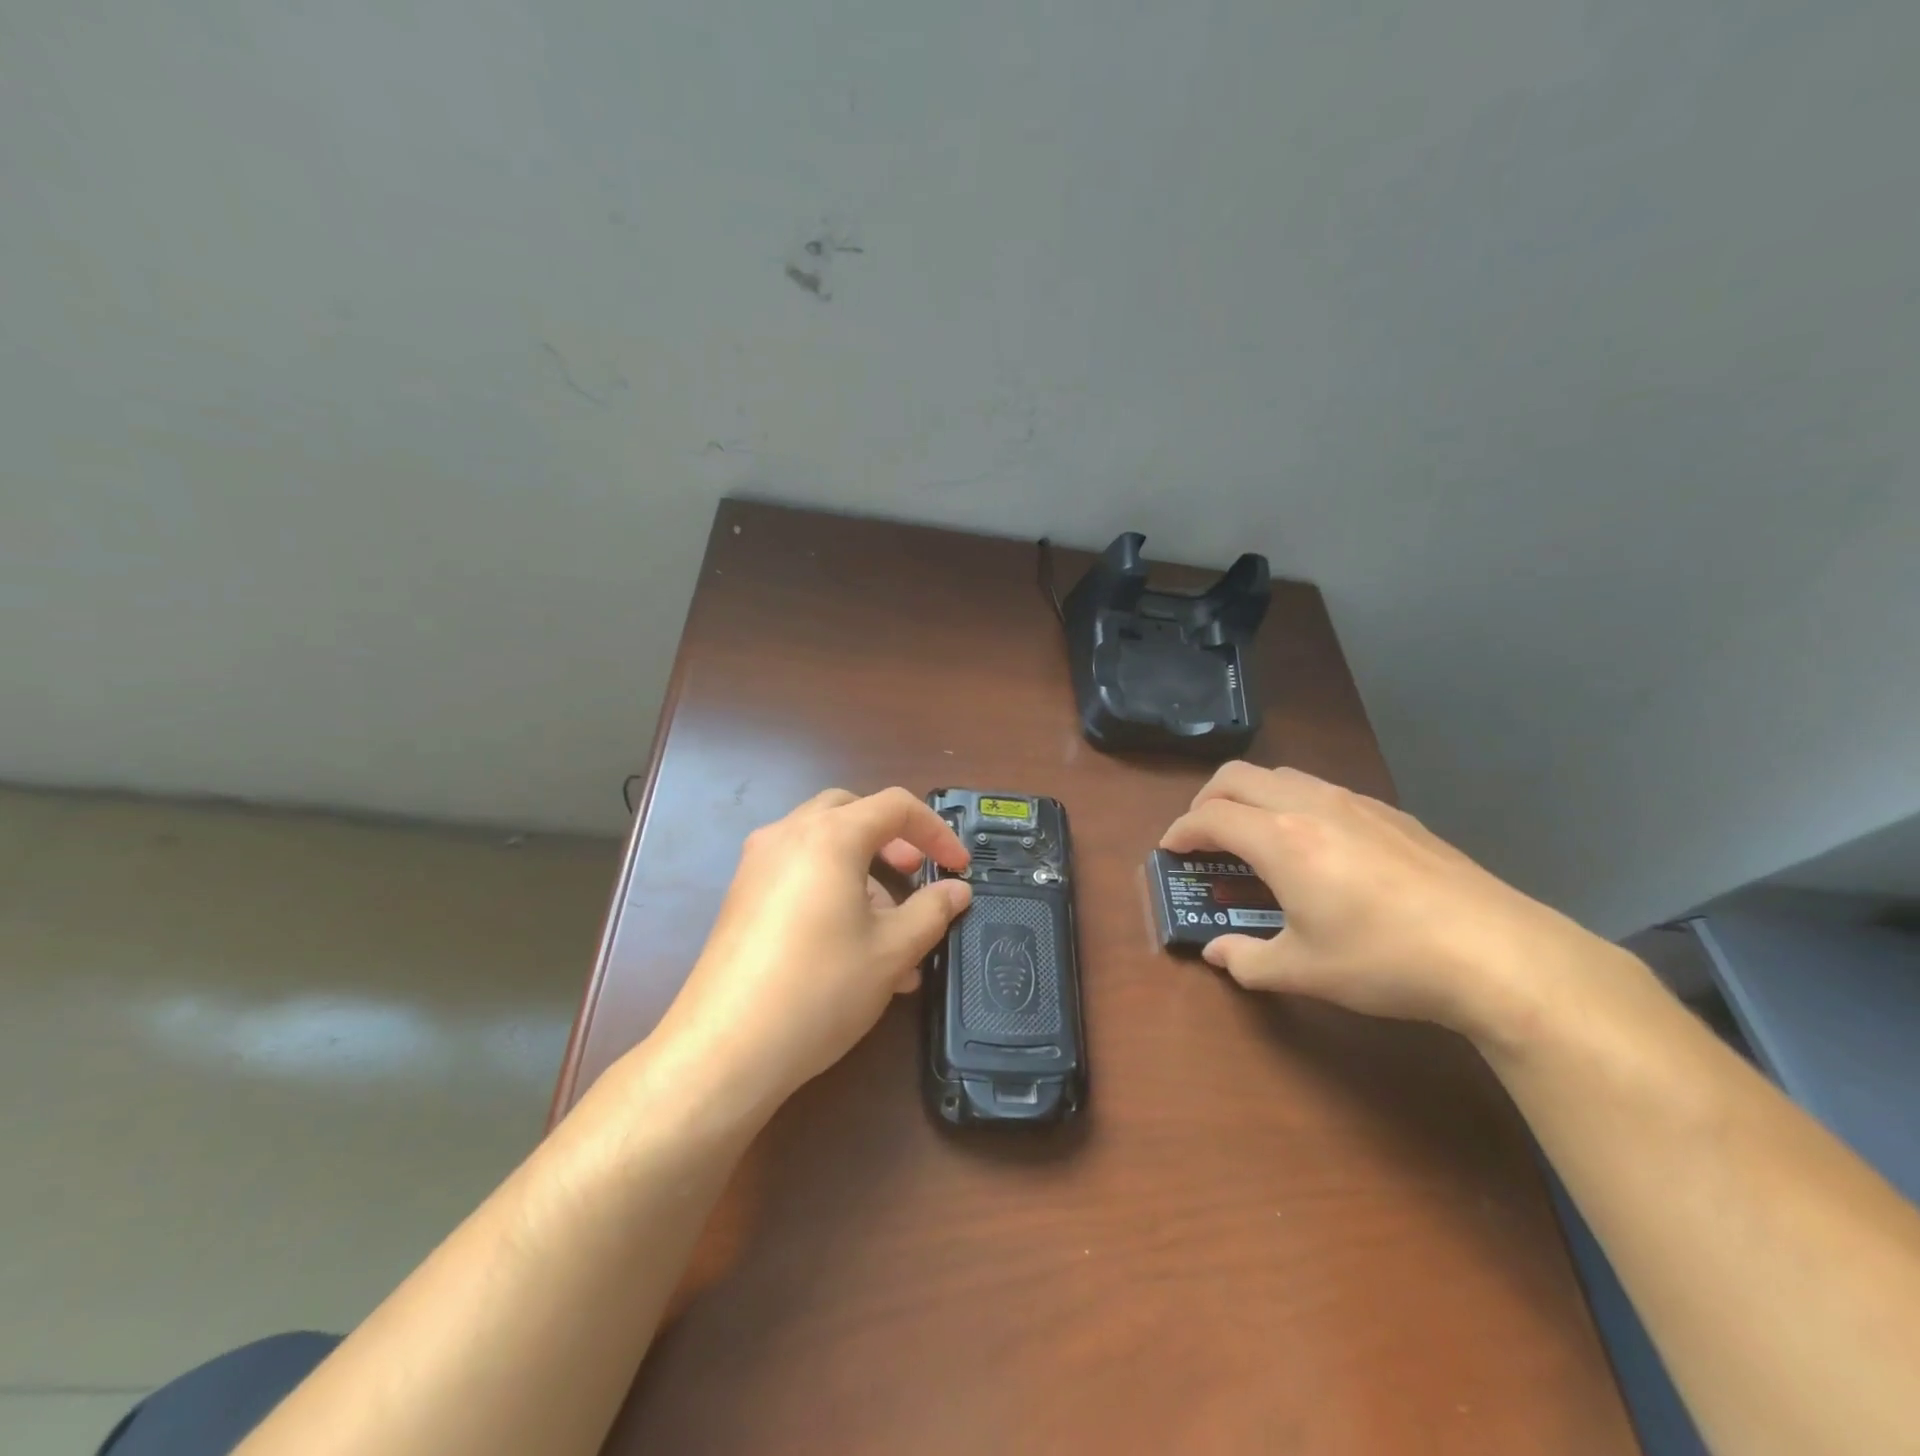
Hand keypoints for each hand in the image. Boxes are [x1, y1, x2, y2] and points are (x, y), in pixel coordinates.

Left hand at [650, 787, 972, 1115]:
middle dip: (893, 840)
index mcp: (830, 835)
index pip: (895, 806)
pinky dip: (832, 889)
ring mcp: (758, 865)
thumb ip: (932, 911)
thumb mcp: (892, 950)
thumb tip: (957, 890)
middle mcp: (788, 835)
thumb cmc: (820, 987)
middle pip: (852, 813)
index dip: (936, 831)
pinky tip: (852, 948)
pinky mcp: (742, 897)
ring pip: (823, 845)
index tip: (959, 867)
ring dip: (864, 872)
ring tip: (892, 933)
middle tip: (915, 875)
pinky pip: (798, 873)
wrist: (725, 1049)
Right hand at [1160, 763, 1604, 1047]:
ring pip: (1281, 775)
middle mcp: (1311, 807)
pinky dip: (1292, 803)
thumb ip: (1247, 960)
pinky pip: (1321, 789)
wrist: (1496, 952)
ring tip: (1252, 836)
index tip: (1170, 851)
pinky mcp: (1390, 813)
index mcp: (1281, 840)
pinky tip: (1315, 846)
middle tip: (1202, 836)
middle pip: (1237, 777)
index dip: (1180, 831)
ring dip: (1250, 796)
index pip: (1209, 816)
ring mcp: (1355, 803)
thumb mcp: (1304, 971)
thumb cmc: (1385, 961)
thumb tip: (1216, 953)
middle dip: (1206, 800)